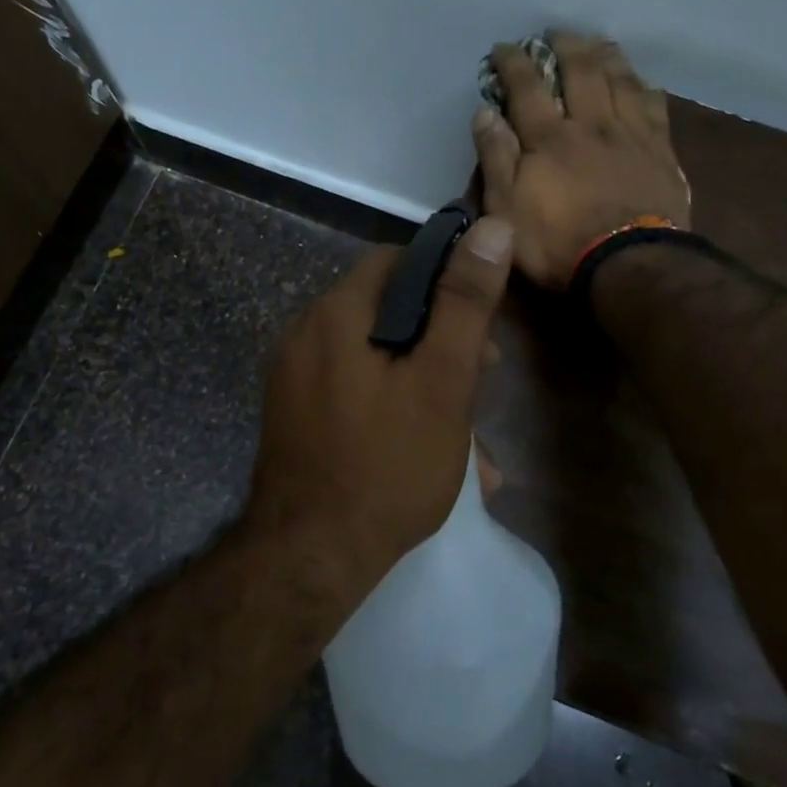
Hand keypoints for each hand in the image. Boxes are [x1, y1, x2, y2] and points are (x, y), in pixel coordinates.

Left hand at [246, 215, 514, 587]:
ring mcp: (295, 380)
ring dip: (425, 386)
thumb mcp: (442, 381)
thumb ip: (465, 303)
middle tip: (482, 380)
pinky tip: (430, 456)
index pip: (397, 262)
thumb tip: (491, 227)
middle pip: (387, 313)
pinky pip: (354, 395)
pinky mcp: (295, 418)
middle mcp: (305, 336)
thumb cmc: (387, 465)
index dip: (446, 280)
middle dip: (441, 343)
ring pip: (376, 361)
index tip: (481, 323)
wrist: (309, 559)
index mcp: (336, 315)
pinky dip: (394, 409)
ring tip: (469, 440)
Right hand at [472, 31, 690, 288]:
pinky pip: (655, 107)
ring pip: (621, 80)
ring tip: (598, 43)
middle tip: (556, 33)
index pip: (527, 88)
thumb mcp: (507, 209)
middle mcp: (592, 125)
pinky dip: (644, 88)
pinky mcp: (661, 153)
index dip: (514, 63)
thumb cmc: (558, 244)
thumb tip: (485, 113)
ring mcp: (631, 135)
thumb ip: (496, 159)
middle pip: (581, 71)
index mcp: (550, 138)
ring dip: (607, 56)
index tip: (504, 47)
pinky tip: (643, 83)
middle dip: (566, 46)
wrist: (629, 265)